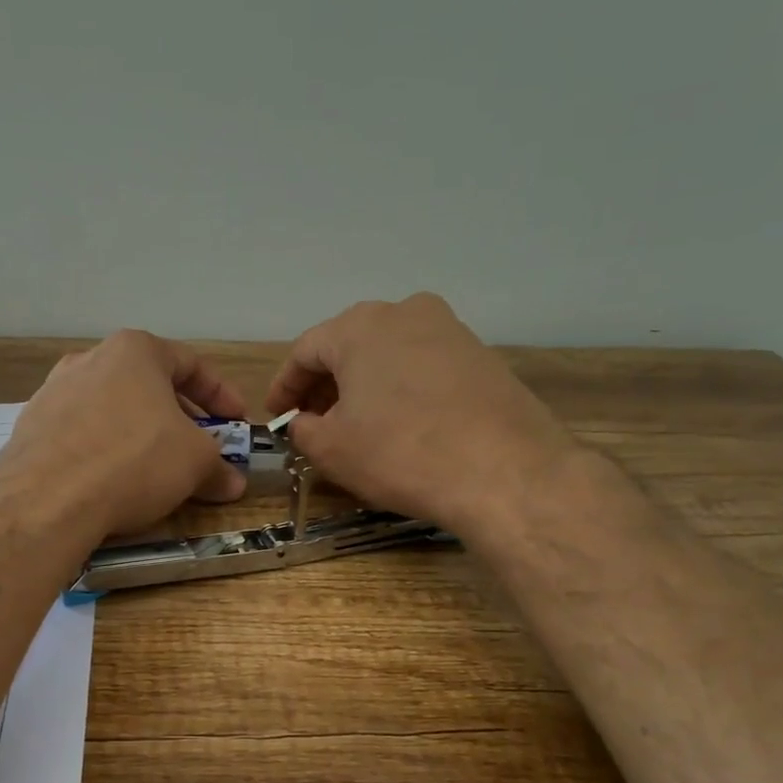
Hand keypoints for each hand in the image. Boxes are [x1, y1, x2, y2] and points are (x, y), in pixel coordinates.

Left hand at [0, 329, 248, 542]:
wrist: (47, 499)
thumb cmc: (135, 461)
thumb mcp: (195, 463)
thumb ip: (218, 466)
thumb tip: (232, 482)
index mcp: (134, 351)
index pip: (190, 364)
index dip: (221, 395)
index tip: (237, 422)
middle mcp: (90, 359)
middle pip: (149, 386)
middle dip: (181, 419)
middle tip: (200, 449)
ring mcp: (54, 392)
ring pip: (114, 410)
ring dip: (142, 435)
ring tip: (158, 469)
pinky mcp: (32, 428)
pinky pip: (83, 434)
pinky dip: (107, 451)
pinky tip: (114, 482)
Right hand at [265, 293, 581, 536]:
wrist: (505, 471)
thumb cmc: (401, 453)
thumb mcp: (332, 449)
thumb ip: (303, 429)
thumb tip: (304, 423)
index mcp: (360, 326)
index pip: (306, 352)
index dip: (285, 387)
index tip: (277, 416)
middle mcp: (406, 312)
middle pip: (349, 347)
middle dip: (325, 386)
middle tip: (312, 423)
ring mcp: (451, 331)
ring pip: (389, 355)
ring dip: (364, 387)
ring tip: (355, 426)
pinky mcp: (482, 357)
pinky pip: (424, 368)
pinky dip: (401, 391)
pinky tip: (401, 425)